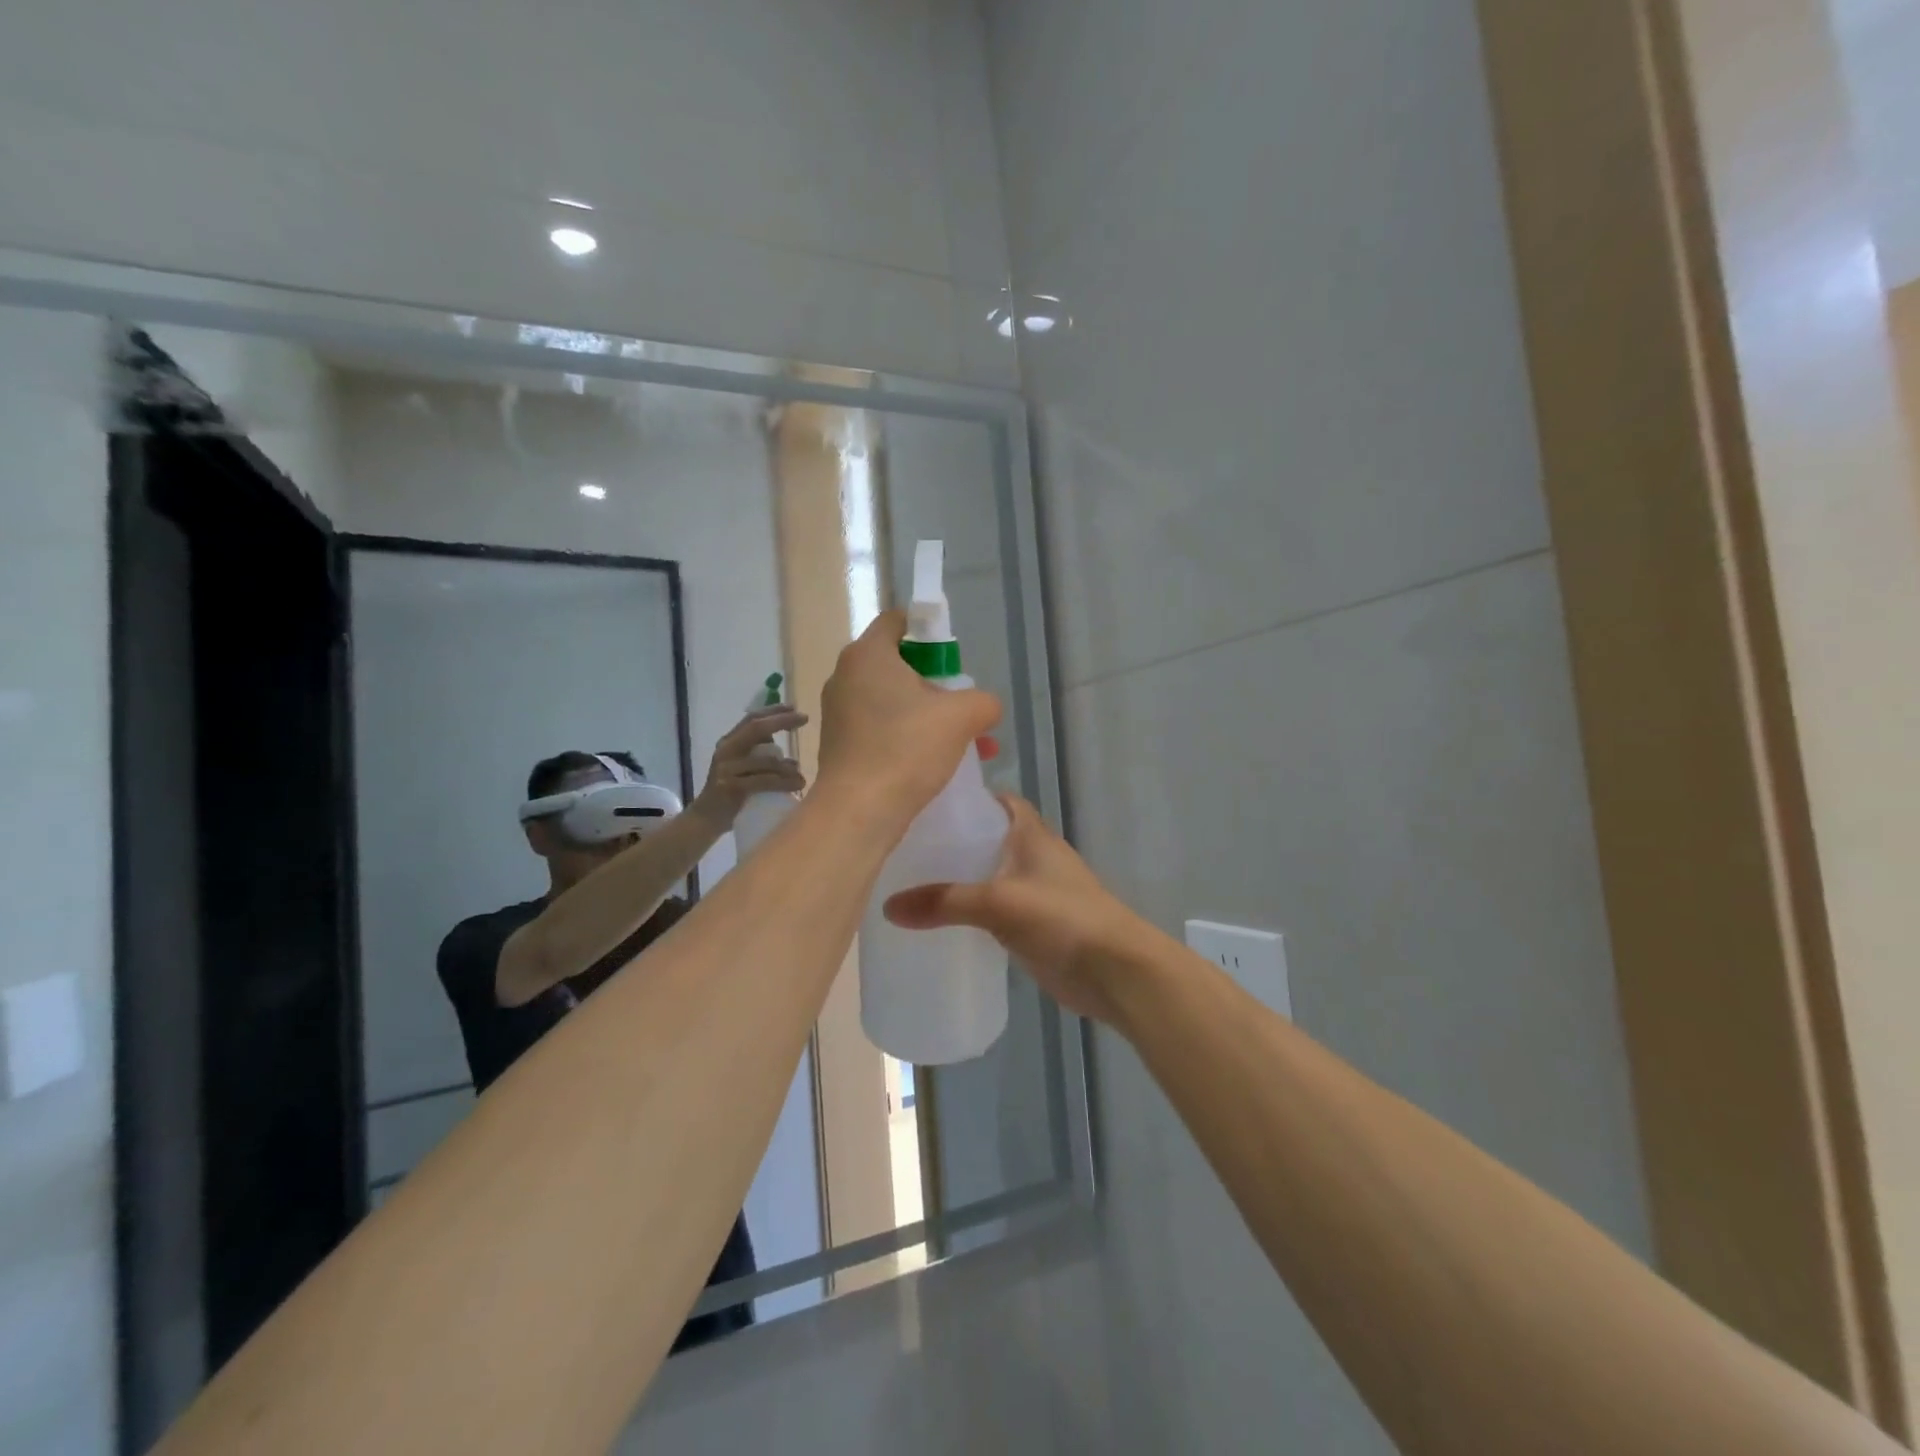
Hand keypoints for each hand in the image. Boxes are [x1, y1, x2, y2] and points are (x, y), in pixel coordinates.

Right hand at [691, 706, 808, 826]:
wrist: (706, 820)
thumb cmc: (732, 793)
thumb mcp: (743, 769)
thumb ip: (761, 758)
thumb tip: (791, 759)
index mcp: (729, 742)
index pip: (751, 719)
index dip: (773, 711)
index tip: (795, 708)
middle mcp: (726, 750)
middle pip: (756, 728)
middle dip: (781, 721)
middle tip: (804, 719)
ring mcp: (726, 768)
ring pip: (765, 760)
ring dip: (788, 767)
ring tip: (802, 777)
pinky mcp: (730, 787)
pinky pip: (764, 781)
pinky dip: (783, 783)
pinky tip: (797, 785)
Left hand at [816, 610, 1000, 825]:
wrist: (858, 811)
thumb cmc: (907, 749)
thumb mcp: (963, 716)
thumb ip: (983, 701)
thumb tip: (984, 707)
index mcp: (868, 654)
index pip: (898, 621)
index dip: (929, 631)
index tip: (953, 659)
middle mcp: (845, 676)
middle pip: (898, 664)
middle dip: (936, 684)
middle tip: (962, 706)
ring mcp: (837, 712)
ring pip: (892, 701)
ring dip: (927, 716)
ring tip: (963, 744)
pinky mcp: (838, 744)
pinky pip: (879, 728)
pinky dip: (906, 737)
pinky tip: (934, 764)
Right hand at [883, 796, 1147, 1024]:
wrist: (1116, 972)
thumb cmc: (1063, 919)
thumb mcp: (999, 903)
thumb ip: (945, 902)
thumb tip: (888, 907)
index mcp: (1029, 833)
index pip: (994, 800)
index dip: (963, 798)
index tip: (922, 804)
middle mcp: (1031, 855)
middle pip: (984, 838)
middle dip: (949, 841)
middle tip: (901, 848)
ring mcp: (1033, 891)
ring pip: (986, 875)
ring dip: (956, 878)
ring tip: (907, 883)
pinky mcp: (1032, 925)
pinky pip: (991, 909)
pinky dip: (968, 911)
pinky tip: (936, 921)